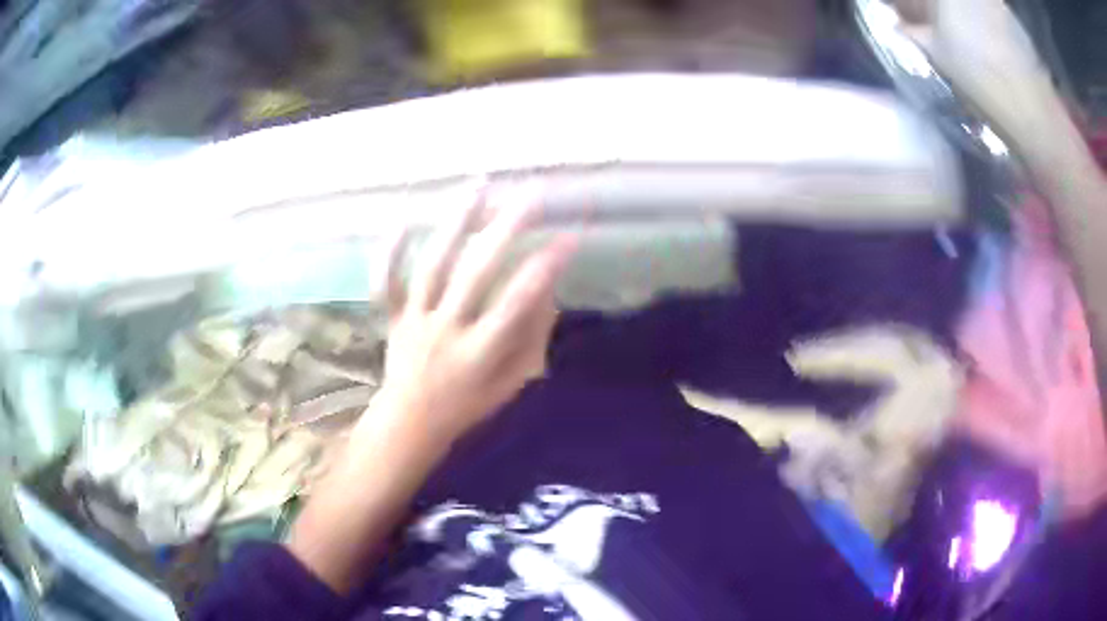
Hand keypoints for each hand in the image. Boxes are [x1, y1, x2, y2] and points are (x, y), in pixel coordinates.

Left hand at [286, 184, 575, 592]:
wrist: (410, 423)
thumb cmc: (468, 407)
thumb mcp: (512, 385)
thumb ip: (531, 339)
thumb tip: (546, 290)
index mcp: (478, 354)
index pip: (516, 304)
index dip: (544, 268)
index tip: (568, 236)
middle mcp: (444, 331)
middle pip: (474, 274)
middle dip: (505, 229)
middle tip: (531, 193)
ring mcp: (414, 321)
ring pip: (432, 265)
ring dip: (456, 222)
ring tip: (479, 185)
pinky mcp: (393, 316)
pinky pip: (386, 281)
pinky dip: (390, 249)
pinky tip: (403, 216)